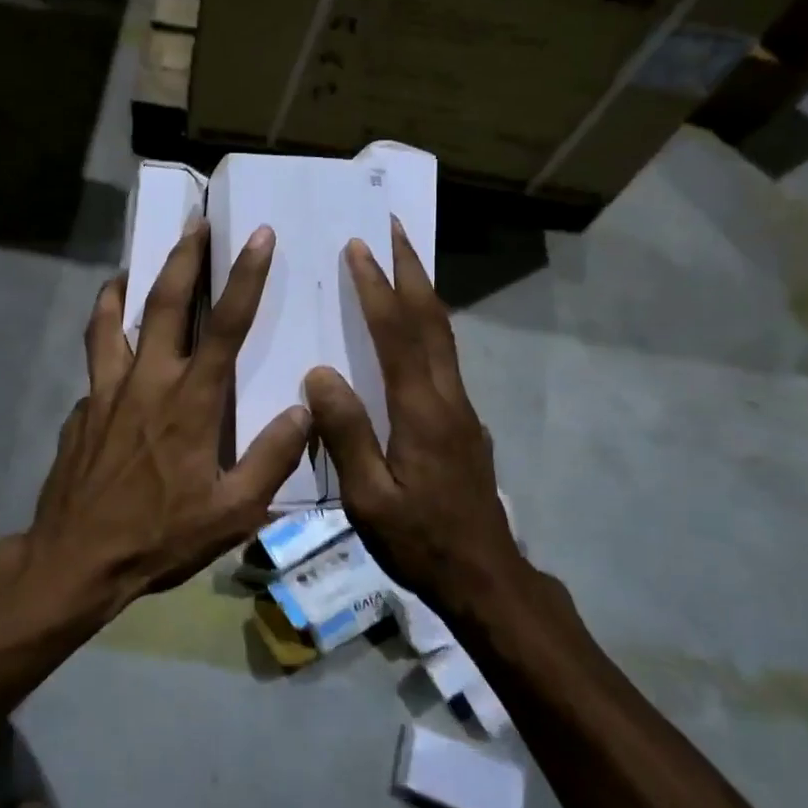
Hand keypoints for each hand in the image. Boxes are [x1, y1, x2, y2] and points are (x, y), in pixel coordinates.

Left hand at [25, 220, 311, 618]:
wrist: (76, 559)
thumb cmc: (160, 537)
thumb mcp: (233, 513)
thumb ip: (272, 458)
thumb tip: (305, 409)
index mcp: (190, 402)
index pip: (227, 326)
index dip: (245, 277)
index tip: (257, 236)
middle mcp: (147, 381)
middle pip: (165, 304)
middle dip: (184, 257)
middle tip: (195, 223)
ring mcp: (107, 391)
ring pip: (112, 320)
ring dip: (124, 286)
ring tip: (129, 268)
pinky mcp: (82, 408)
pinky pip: (95, 361)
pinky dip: (105, 343)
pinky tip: (114, 352)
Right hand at [303, 220, 520, 618]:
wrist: (486, 578)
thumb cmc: (420, 541)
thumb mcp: (369, 498)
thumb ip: (346, 433)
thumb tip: (320, 374)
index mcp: (420, 411)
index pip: (396, 334)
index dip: (377, 288)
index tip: (359, 248)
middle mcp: (447, 397)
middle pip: (431, 320)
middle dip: (412, 270)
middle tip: (395, 228)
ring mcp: (461, 409)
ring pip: (443, 335)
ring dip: (423, 292)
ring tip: (404, 262)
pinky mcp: (464, 423)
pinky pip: (444, 358)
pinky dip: (427, 325)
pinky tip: (413, 330)